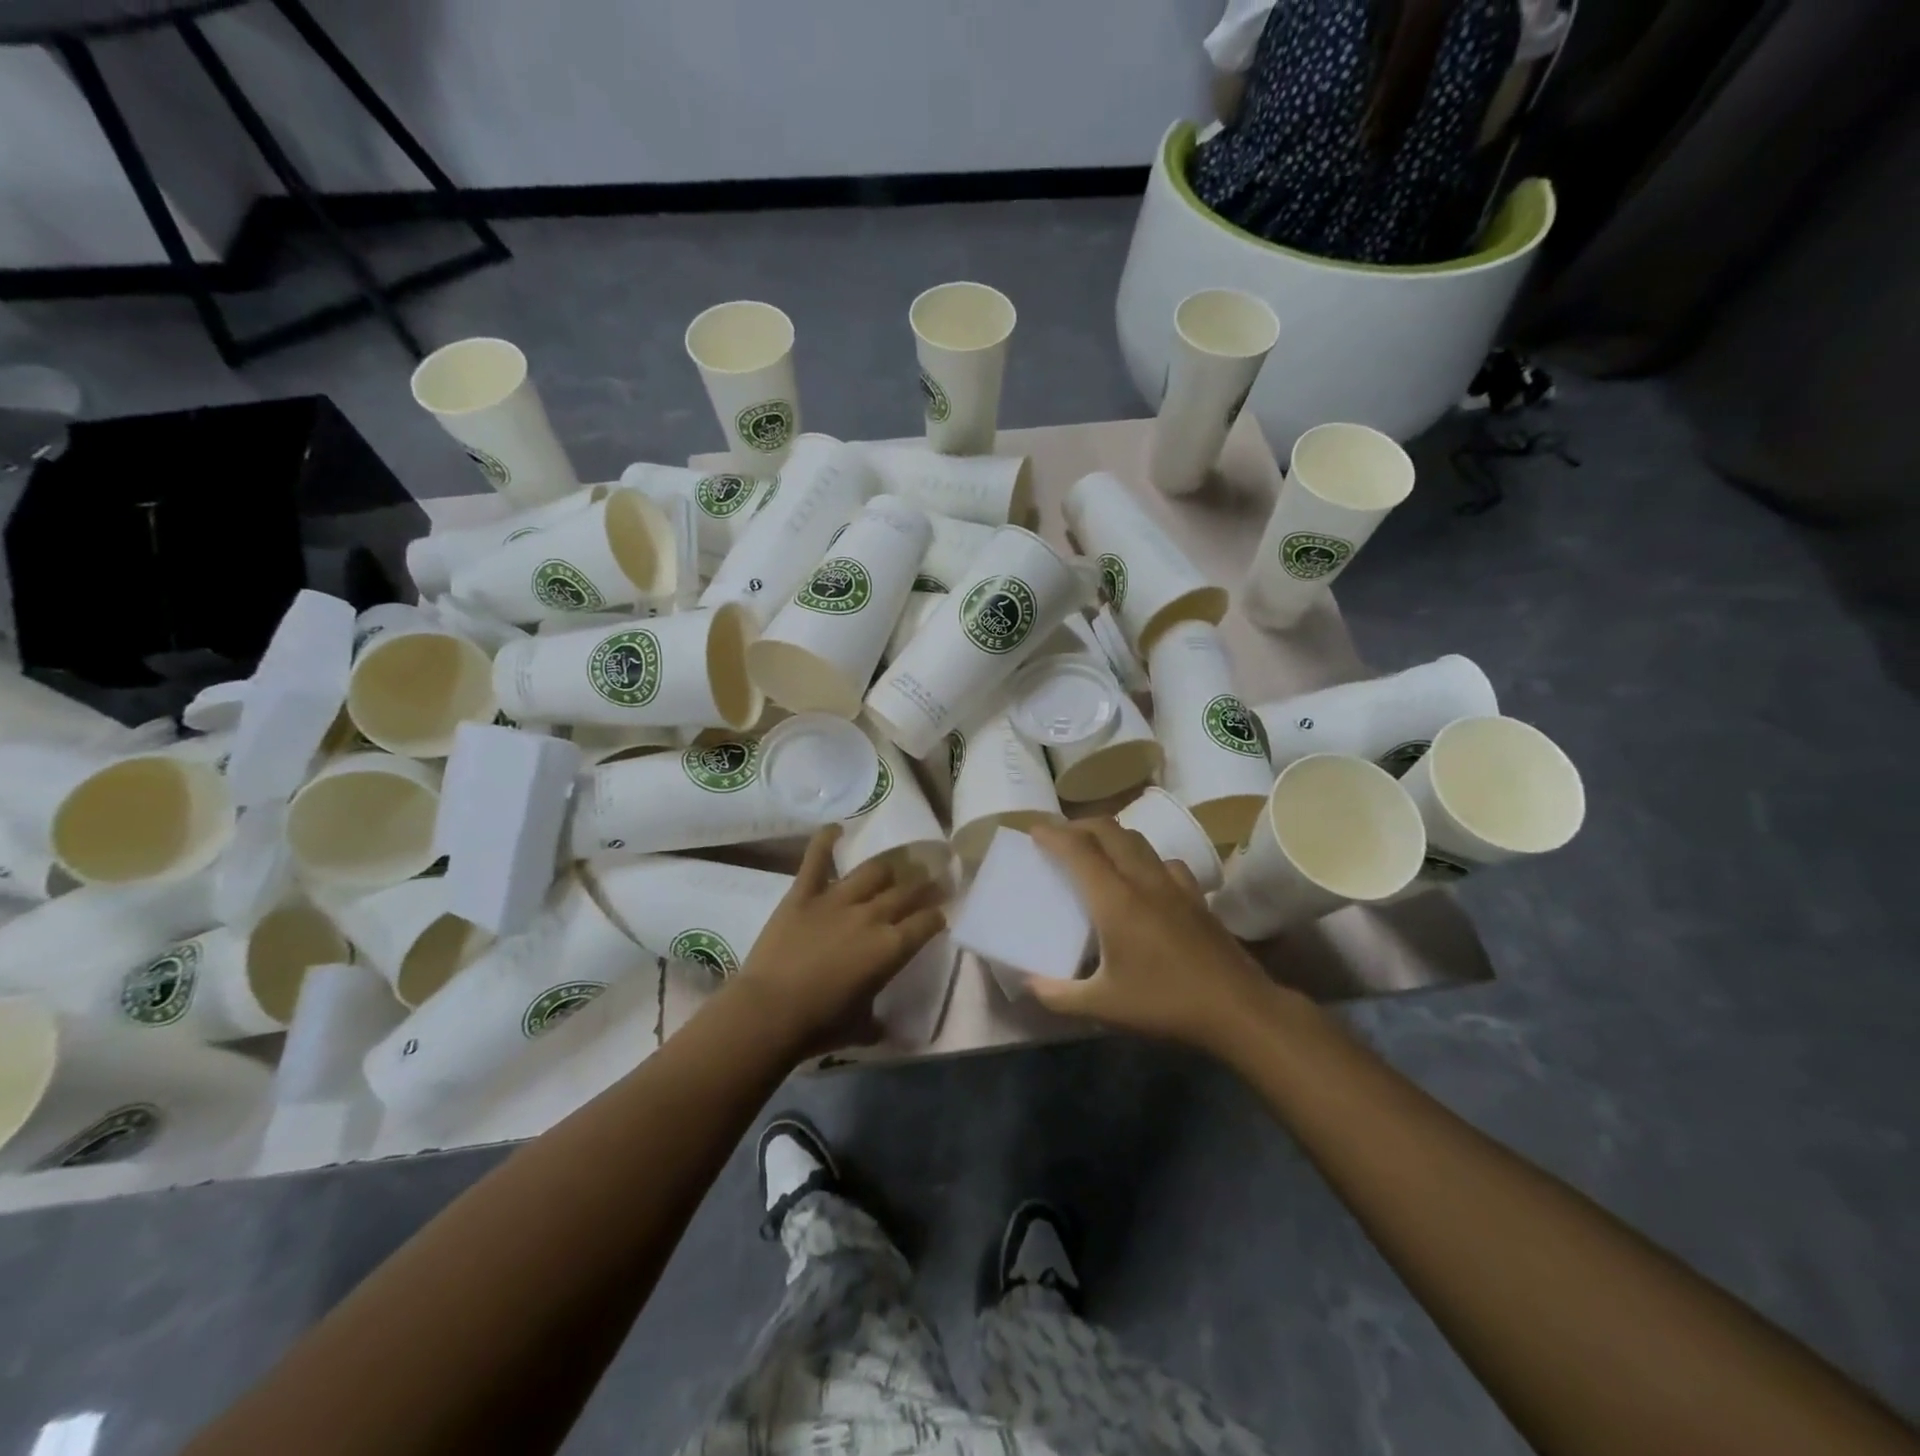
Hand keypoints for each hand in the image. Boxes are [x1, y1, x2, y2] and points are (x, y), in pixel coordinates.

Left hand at [732, 826, 946, 1054]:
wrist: (769, 1012)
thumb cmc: (819, 1026)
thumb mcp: (861, 1028)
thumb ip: (877, 1021)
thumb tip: (885, 1028)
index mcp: (891, 948)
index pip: (927, 922)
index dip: (939, 914)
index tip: (942, 911)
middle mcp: (872, 915)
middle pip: (907, 891)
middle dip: (926, 883)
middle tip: (934, 877)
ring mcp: (837, 899)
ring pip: (873, 871)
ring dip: (891, 865)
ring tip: (900, 861)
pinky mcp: (803, 893)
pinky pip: (816, 859)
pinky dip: (825, 841)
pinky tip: (836, 828)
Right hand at [1027, 818, 1276, 1054]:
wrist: (1238, 1009)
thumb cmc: (1165, 1003)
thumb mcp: (1103, 1007)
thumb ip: (1058, 994)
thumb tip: (1028, 984)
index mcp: (1115, 900)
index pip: (1078, 850)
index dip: (1053, 835)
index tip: (1033, 829)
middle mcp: (1144, 880)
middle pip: (1109, 831)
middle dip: (1079, 825)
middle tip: (1060, 836)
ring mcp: (1175, 885)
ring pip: (1138, 840)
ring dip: (1111, 836)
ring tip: (1096, 851)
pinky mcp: (1197, 896)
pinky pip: (1165, 861)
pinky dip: (1144, 858)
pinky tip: (1145, 878)